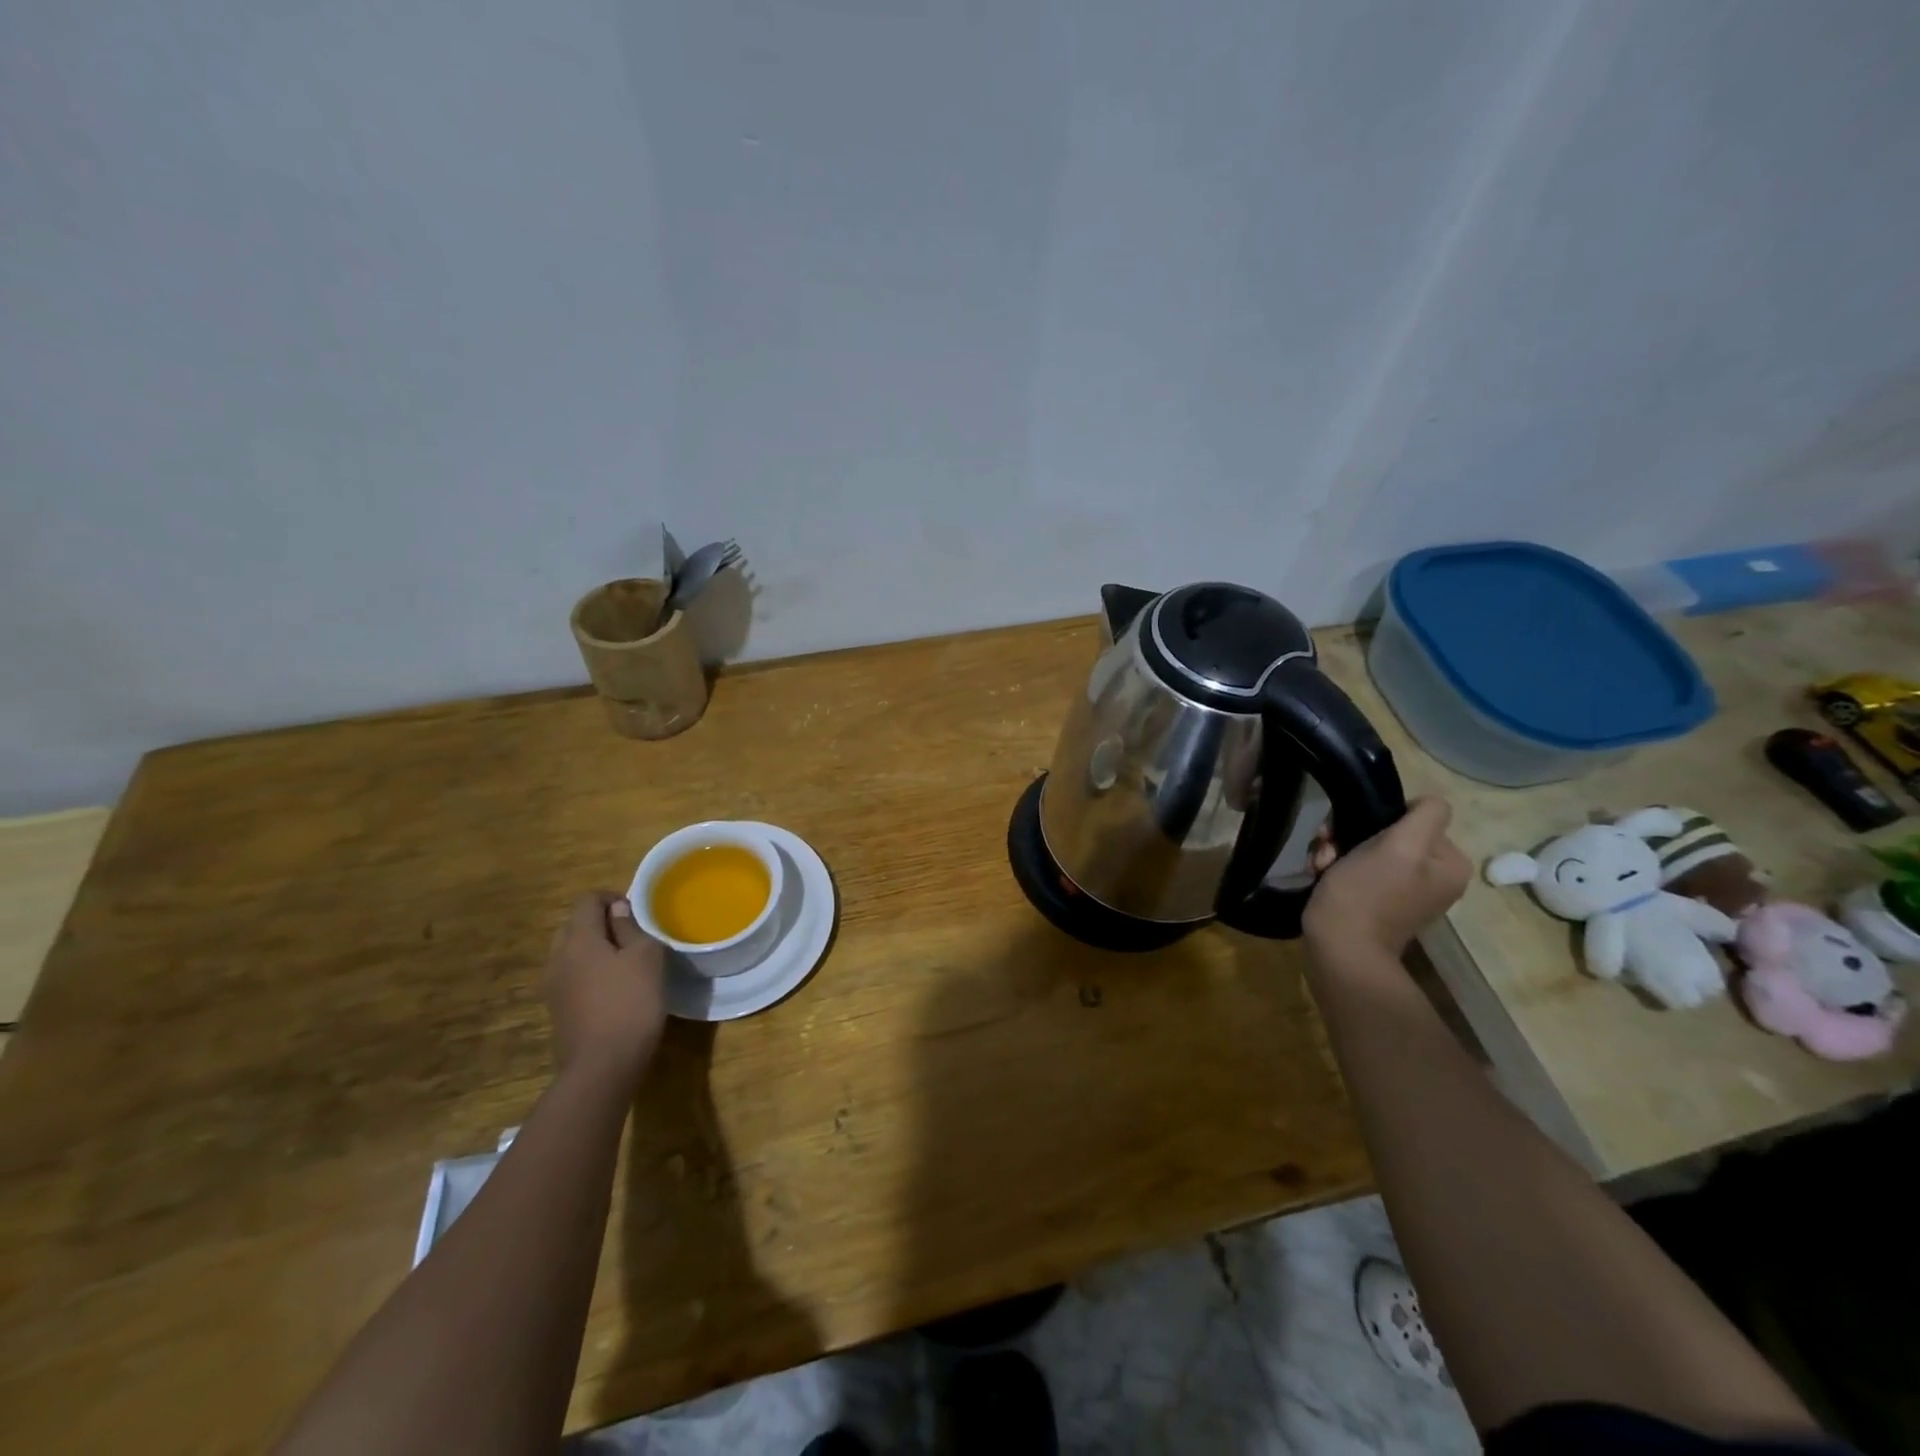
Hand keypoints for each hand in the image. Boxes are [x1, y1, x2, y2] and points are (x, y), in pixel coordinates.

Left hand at [544, 892, 667, 1080]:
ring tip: (625, 960)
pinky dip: (589, 970)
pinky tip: (613, 987)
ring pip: (571, 951)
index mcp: (578, 939)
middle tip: (632, 933)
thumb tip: (618, 911)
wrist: (602, 1067)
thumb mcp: (646, 958)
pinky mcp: (557, 1009)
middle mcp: (558, 957)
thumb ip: (631, 928)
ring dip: (594, 947)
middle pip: (574, 924)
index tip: (636, 911)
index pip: (587, 901)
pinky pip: (571, 975)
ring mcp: (553, 985)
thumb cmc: (630, 1003)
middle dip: (600, 922)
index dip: (612, 898)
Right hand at [1302, 796, 1470, 962]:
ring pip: (1365, 847)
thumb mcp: (1401, 847)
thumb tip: (1426, 802)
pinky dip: (1335, 867)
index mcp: (1448, 863)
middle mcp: (1432, 876)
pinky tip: (1320, 874)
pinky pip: (1356, 868)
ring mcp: (1403, 890)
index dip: (1381, 818)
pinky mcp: (1375, 900)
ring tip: (1321, 865)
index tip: (1352, 832)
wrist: (1339, 949)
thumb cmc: (1367, 894)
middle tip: (1329, 849)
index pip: (1415, 816)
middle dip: (1350, 835)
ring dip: (1337, 850)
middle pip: (1388, 831)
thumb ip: (1424, 816)